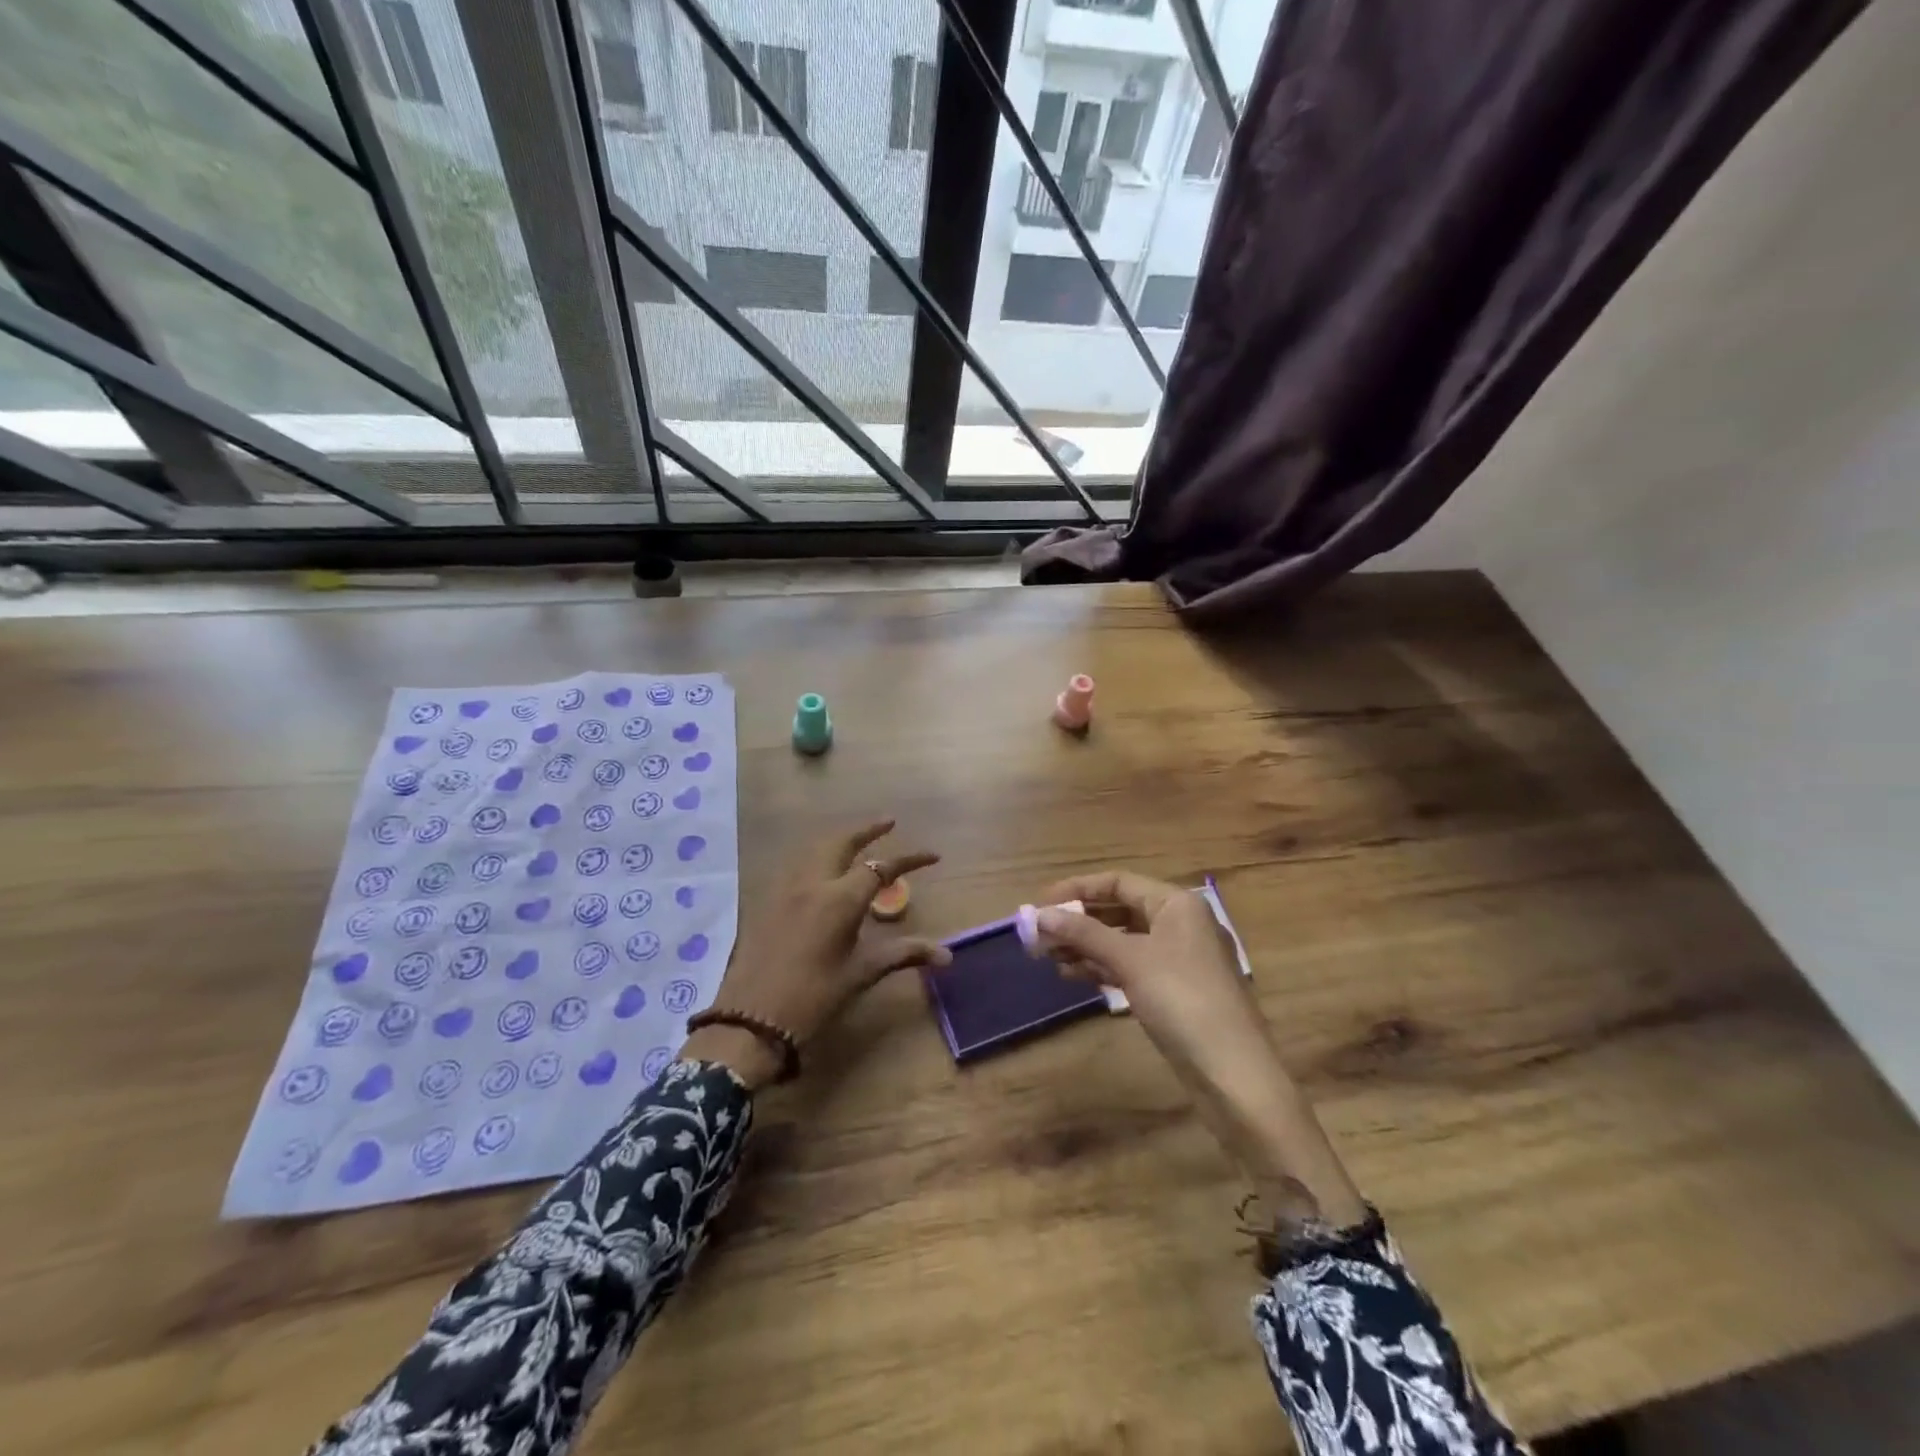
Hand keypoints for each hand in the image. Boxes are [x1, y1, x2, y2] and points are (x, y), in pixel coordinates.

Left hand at [680, 821, 948, 1087]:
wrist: (751, 1021)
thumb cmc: (814, 998)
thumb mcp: (861, 974)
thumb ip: (903, 954)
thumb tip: (946, 956)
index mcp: (840, 899)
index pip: (881, 868)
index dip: (909, 860)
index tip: (933, 857)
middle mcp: (813, 883)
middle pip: (842, 842)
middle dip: (868, 830)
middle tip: (889, 823)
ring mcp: (785, 889)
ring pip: (815, 849)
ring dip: (840, 839)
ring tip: (857, 842)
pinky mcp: (767, 901)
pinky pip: (796, 865)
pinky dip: (816, 856)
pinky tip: (822, 870)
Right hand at [1033, 871, 1366, 1227]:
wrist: (1234, 1076)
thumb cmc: (1183, 1001)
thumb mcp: (1130, 961)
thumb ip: (1083, 934)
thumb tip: (1038, 914)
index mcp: (1177, 904)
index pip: (1118, 882)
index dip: (1076, 890)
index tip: (1039, 904)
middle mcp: (1180, 924)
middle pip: (1119, 910)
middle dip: (1078, 921)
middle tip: (1038, 936)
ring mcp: (1179, 959)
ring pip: (1122, 940)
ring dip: (1085, 946)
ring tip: (1047, 958)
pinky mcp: (1175, 990)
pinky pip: (1131, 967)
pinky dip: (1102, 968)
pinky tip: (1073, 976)